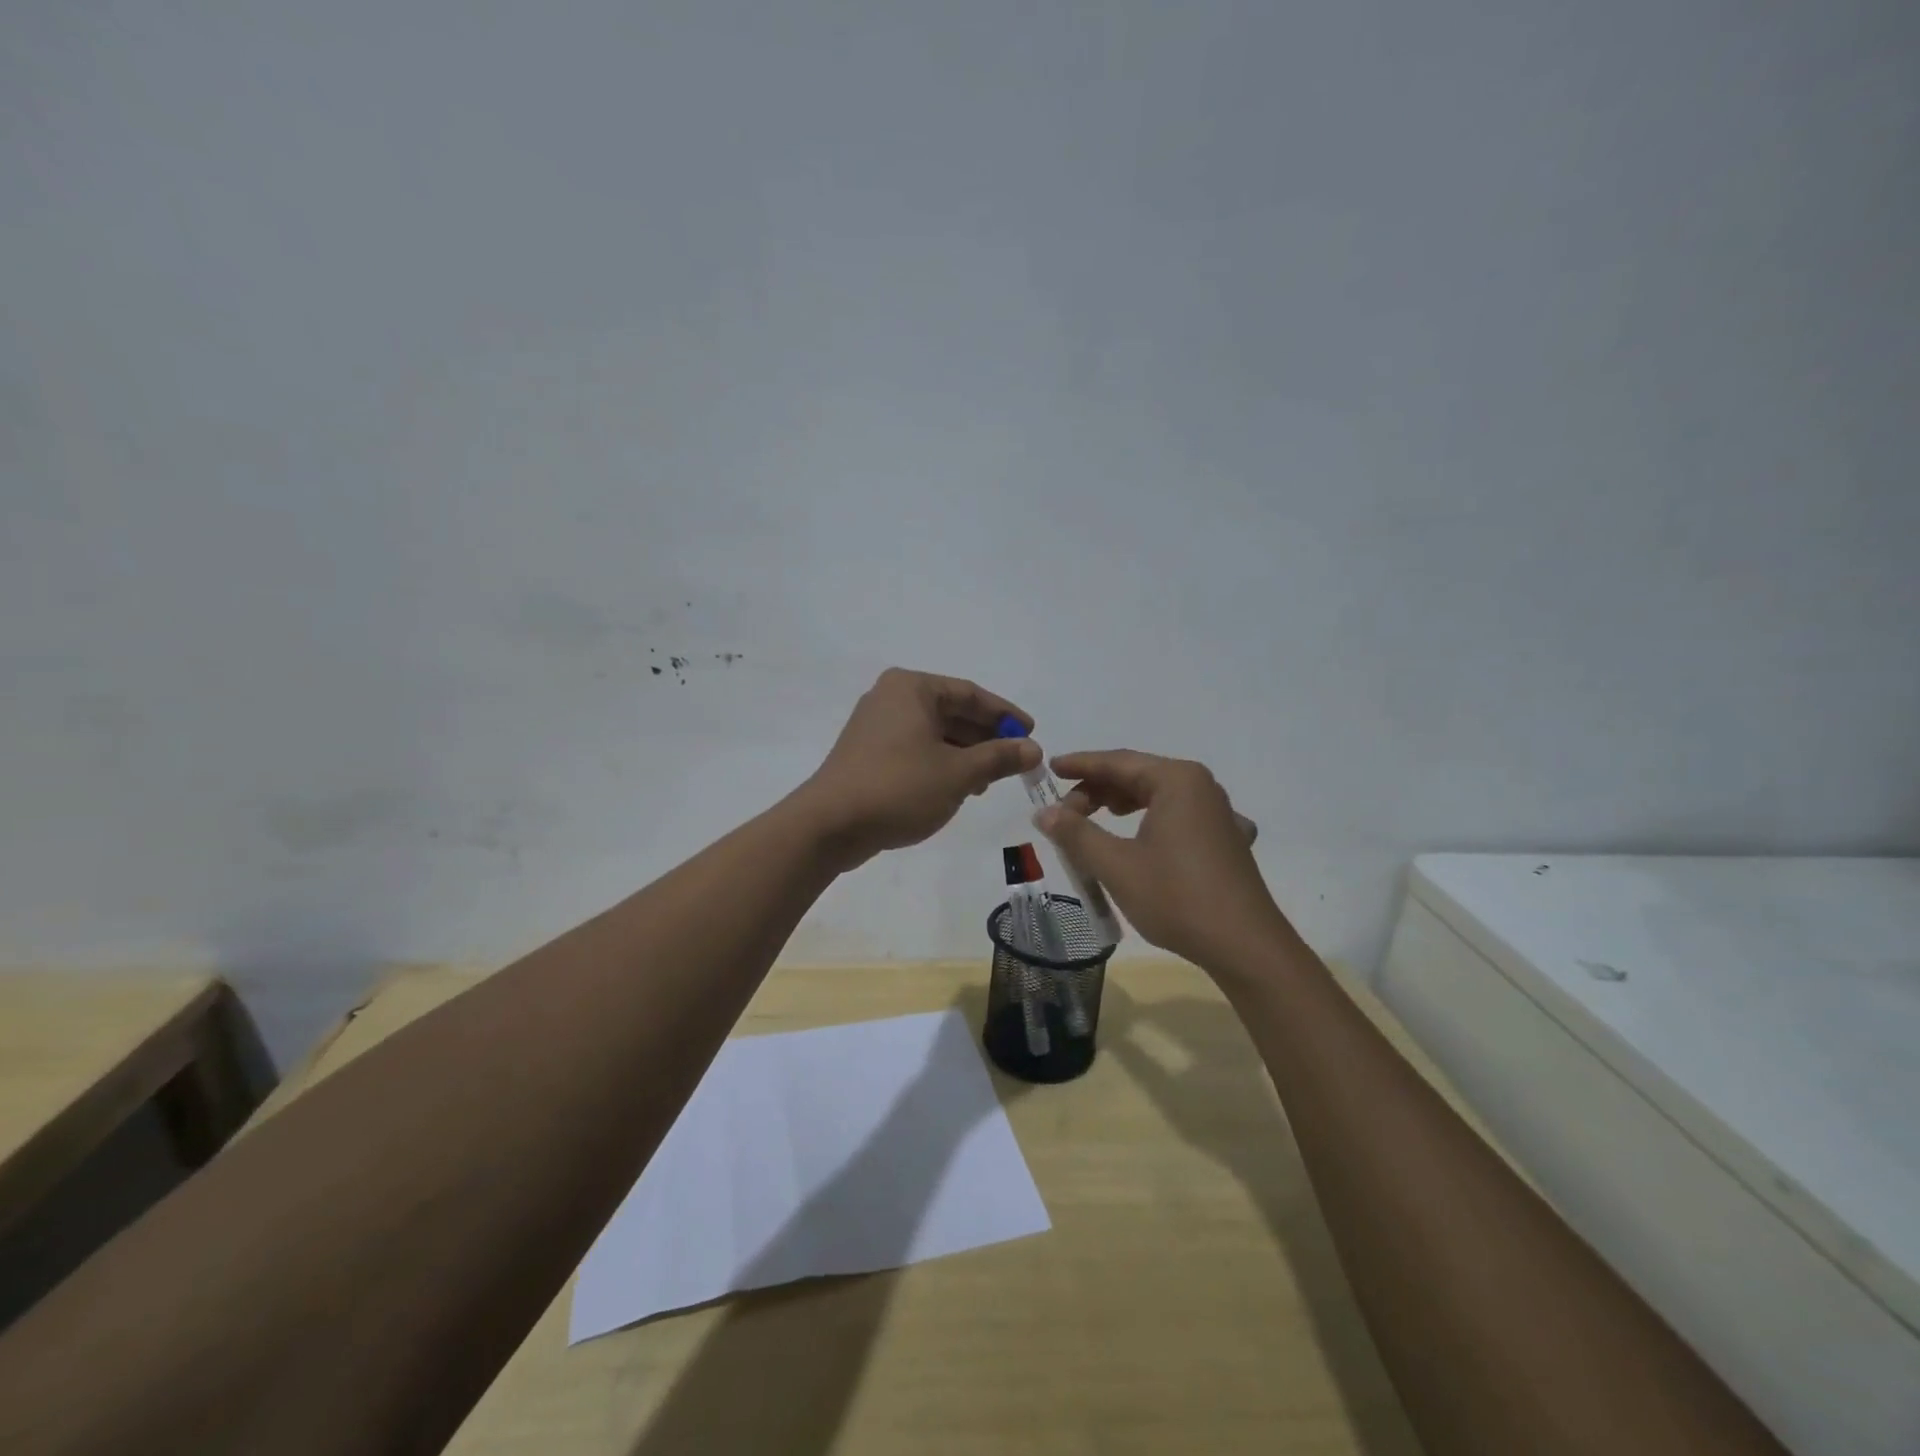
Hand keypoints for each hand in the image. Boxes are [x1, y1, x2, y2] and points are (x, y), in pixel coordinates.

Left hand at [799, 669, 1041, 869]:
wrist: (830, 825)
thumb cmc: (899, 787)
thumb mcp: (958, 773)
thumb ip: (998, 757)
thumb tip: (1033, 749)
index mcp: (911, 688)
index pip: (970, 694)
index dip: (1004, 715)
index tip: (1031, 734)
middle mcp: (891, 698)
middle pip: (952, 712)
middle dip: (986, 738)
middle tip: (1016, 761)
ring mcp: (876, 727)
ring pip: (934, 734)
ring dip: (966, 754)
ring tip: (990, 781)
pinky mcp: (869, 754)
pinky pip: (916, 750)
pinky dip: (941, 764)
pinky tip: (960, 788)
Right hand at [1034, 750, 1280, 974]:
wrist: (1245, 947)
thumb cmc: (1176, 898)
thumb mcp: (1116, 866)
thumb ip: (1076, 833)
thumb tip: (1044, 812)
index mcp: (1177, 780)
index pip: (1117, 762)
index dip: (1080, 765)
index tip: (1049, 768)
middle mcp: (1202, 787)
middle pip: (1139, 776)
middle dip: (1098, 790)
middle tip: (1065, 813)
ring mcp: (1220, 814)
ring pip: (1160, 797)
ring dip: (1122, 805)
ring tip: (1094, 821)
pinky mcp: (1227, 840)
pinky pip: (1180, 818)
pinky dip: (1152, 821)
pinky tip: (1145, 839)